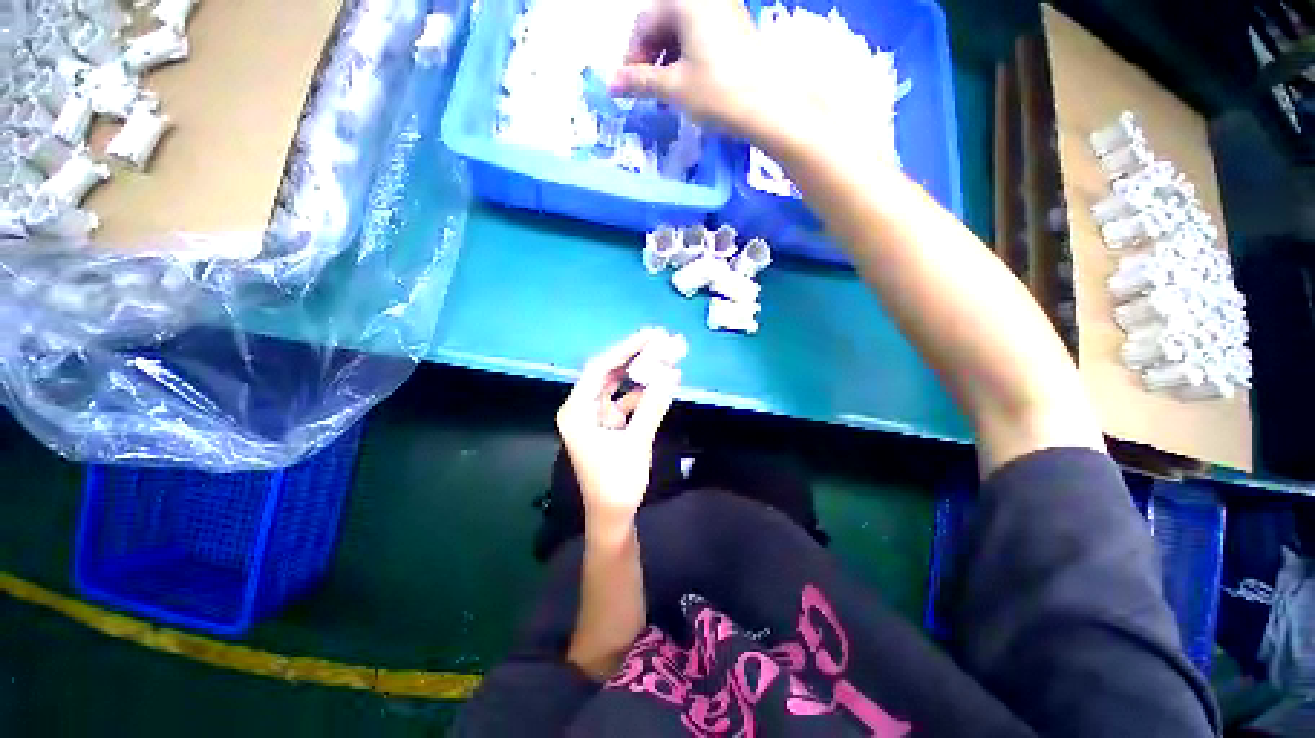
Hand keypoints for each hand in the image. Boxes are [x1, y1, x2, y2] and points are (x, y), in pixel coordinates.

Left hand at [556, 328, 681, 533]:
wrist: (612, 517)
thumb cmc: (617, 483)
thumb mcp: (636, 442)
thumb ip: (653, 406)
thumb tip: (671, 374)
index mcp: (577, 411)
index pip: (600, 368)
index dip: (625, 349)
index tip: (650, 335)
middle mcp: (582, 408)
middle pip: (608, 372)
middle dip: (634, 356)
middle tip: (660, 339)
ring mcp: (595, 416)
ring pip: (618, 385)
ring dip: (640, 372)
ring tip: (664, 354)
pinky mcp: (608, 425)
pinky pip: (625, 401)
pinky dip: (642, 392)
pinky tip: (661, 383)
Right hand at [611, 0, 785, 138]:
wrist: (770, 105)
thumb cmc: (717, 91)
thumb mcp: (673, 87)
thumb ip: (639, 81)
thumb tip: (609, 84)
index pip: (643, 22)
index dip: (631, 56)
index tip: (628, 87)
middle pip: (662, 21)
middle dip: (649, 57)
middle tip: (647, 91)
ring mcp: (723, 8)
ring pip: (681, 29)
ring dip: (667, 59)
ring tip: (666, 93)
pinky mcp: (735, 26)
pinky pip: (700, 34)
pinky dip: (687, 57)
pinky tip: (686, 82)